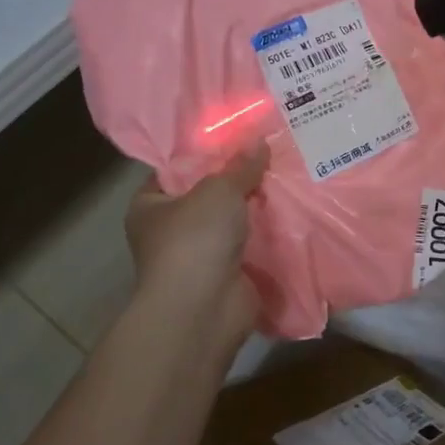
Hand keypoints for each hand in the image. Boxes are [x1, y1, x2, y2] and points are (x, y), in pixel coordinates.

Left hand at [122, 143, 268, 343]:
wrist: (204, 308)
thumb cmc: (194, 239)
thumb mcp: (219, 189)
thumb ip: (240, 166)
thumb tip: (259, 142)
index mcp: (150, 206)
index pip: (175, 170)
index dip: (204, 152)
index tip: (237, 135)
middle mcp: (169, 231)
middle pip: (208, 195)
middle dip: (238, 179)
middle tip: (271, 152)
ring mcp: (199, 255)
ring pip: (233, 221)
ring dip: (256, 207)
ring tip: (288, 176)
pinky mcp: (227, 274)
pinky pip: (251, 244)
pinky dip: (268, 233)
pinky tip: (294, 212)